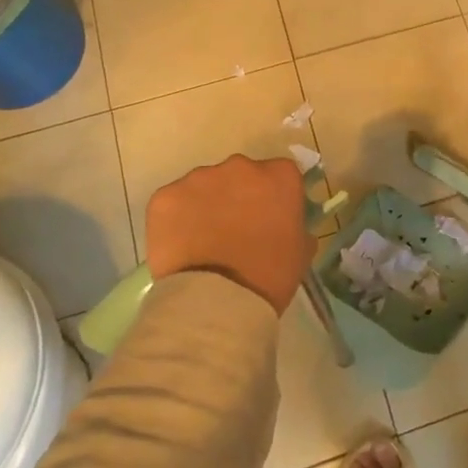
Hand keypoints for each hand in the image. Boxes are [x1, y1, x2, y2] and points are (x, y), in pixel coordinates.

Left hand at [145, 155, 313, 315]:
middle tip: (235, 229)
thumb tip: (285, 223)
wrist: (218, 301)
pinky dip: (176, 218)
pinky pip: (174, 202)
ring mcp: (199, 178)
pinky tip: (181, 245)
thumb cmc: (270, 276)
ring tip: (204, 241)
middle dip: (239, 195)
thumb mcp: (301, 250)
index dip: (274, 196)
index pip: (281, 175)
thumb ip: (296, 225)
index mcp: (280, 176)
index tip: (270, 217)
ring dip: (207, 205)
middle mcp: (240, 166)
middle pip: (241, 174)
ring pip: (205, 186)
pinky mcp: (166, 196)